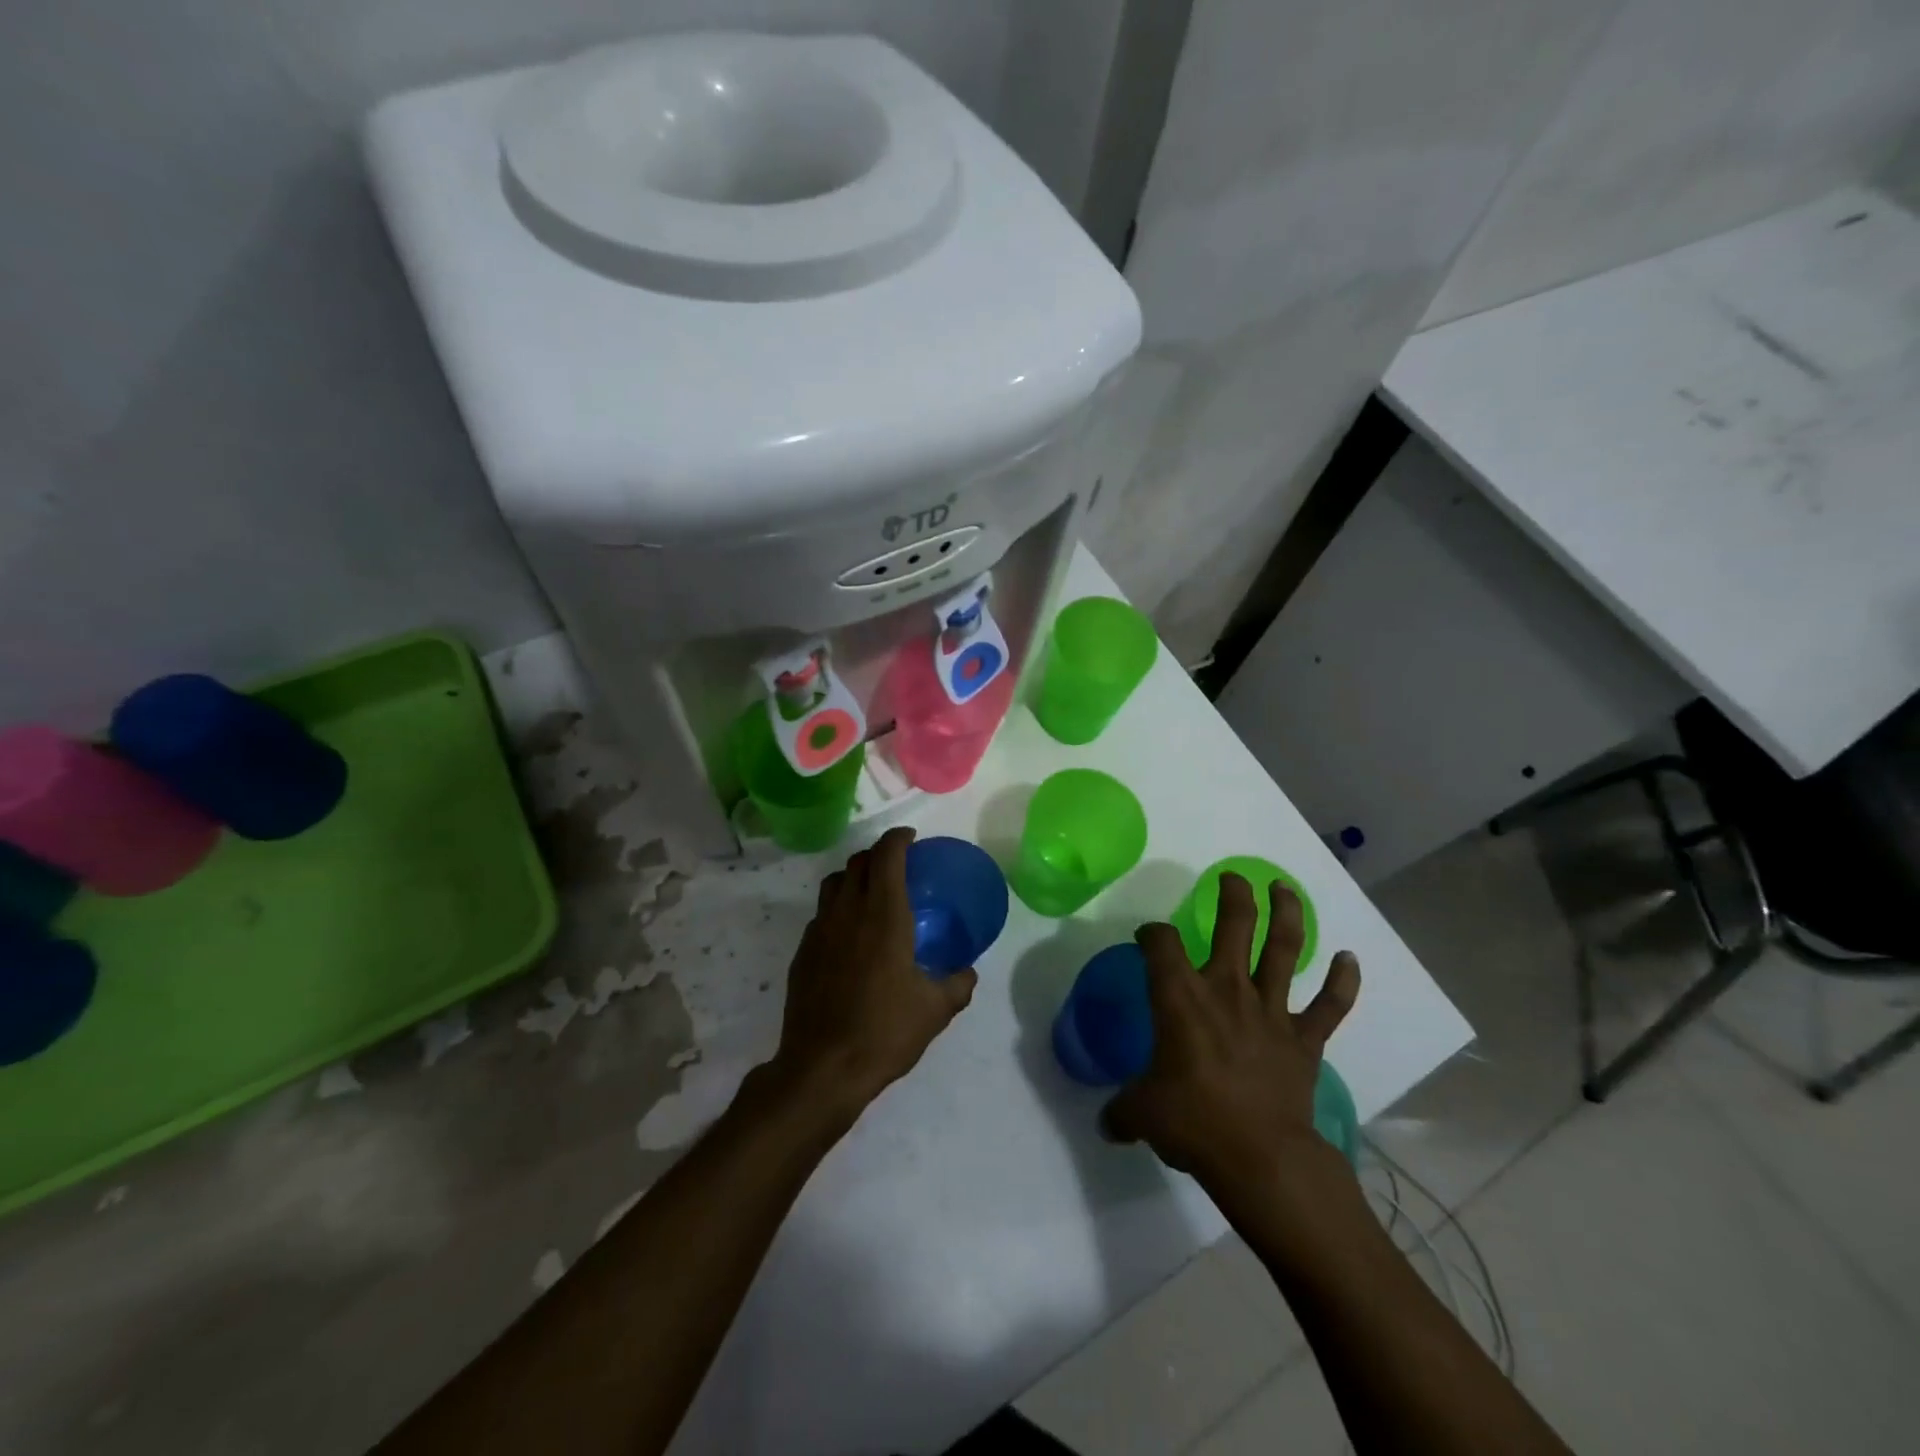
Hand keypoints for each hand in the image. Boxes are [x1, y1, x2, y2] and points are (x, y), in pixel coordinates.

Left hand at [768, 827, 976, 1125]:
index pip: (886, 856)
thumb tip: (967, 973)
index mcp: (883, 915)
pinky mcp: (802, 953)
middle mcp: (848, 913)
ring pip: (833, 884)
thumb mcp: (935, 1010)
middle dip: (877, 854)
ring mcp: (819, 931)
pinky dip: (837, 909)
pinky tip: (849, 937)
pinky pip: (821, 915)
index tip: (911, 838)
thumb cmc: (884, 1031)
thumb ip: (957, 985)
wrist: (823, 1068)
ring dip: (853, 877)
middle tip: (896, 865)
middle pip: (857, 862)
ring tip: (870, 894)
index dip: (898, 839)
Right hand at [1103, 874, 1360, 1196]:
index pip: (1160, 944)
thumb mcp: (1142, 1114)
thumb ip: (1121, 1110)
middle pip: (1233, 925)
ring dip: (1286, 914)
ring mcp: (1271, 1010)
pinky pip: (1330, 1005)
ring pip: (1283, 949)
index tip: (1147, 937)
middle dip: (1232, 895)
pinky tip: (1350, 958)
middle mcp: (1227, 989)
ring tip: (1284, 888)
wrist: (1262, 1158)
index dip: (1151, 933)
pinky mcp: (1304, 1038)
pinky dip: (1343, 981)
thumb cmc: (1194, 1123)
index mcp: (1181, 997)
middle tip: (1232, 877)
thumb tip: (1105, 1123)